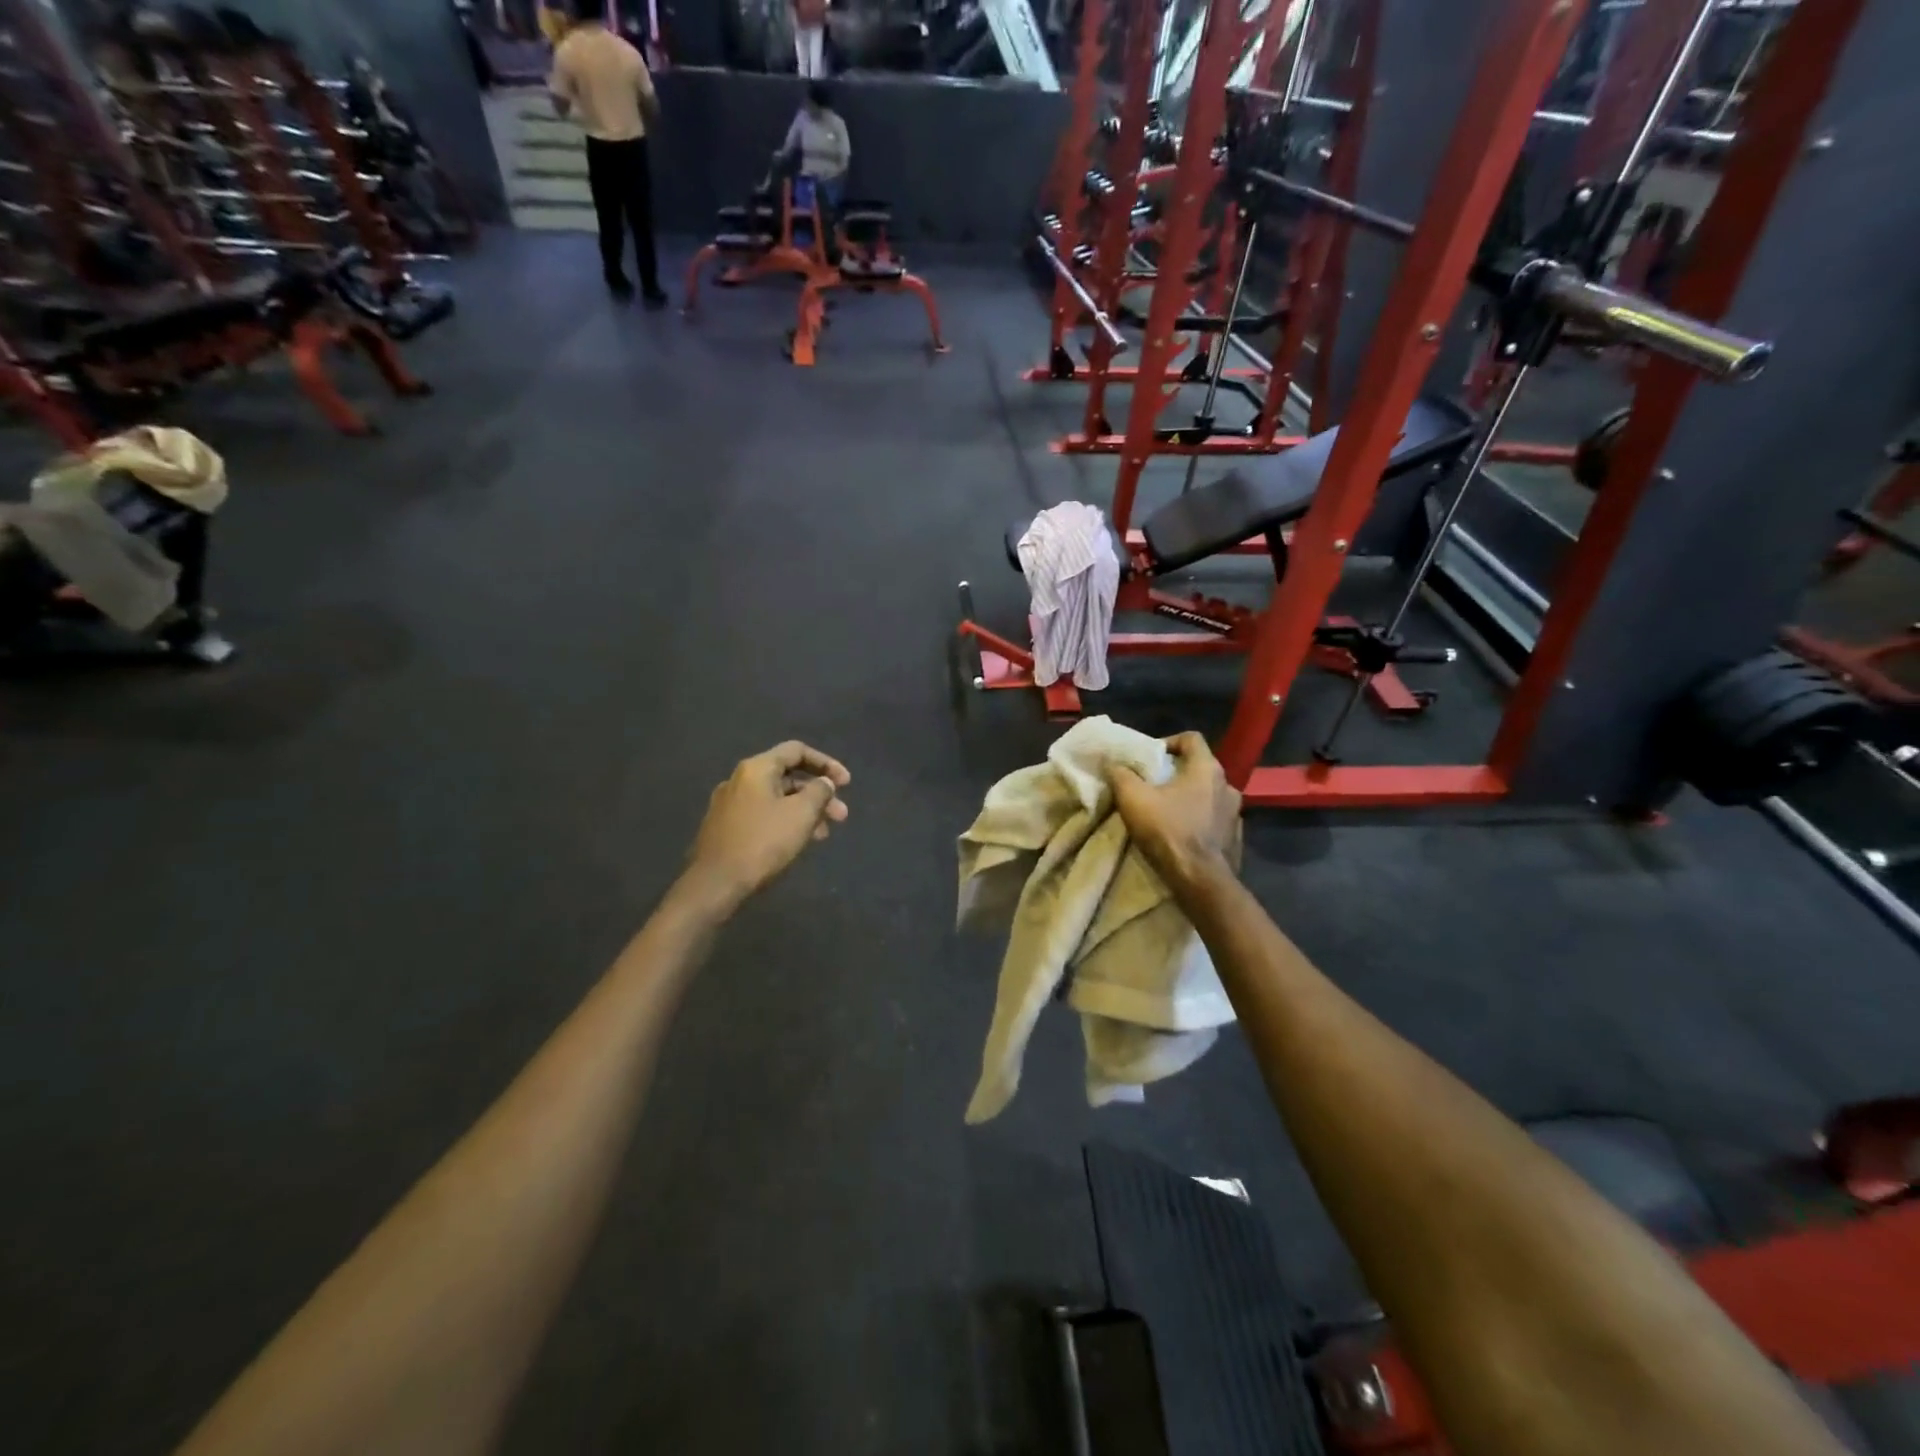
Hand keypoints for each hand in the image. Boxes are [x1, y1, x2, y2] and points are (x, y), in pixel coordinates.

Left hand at [686, 741, 850, 906]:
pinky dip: (786, 821)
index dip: (826, 763)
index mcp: (756, 769)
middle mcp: (740, 780)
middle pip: (788, 777)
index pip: (797, 751)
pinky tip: (798, 842)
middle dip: (819, 794)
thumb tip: (824, 783)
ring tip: (824, 834)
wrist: (715, 884)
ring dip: (805, 811)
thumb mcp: (801, 814)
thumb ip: (819, 792)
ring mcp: (730, 804)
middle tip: (841, 816)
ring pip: (777, 799)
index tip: (846, 783)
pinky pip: (764, 815)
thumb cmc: (763, 843)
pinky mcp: (726, 827)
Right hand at [1107, 732, 1241, 891]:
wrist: (1200, 880)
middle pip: (1199, 768)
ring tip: (1166, 812)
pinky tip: (1182, 834)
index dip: (1169, 742)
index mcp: (1207, 769)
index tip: (1150, 758)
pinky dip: (1200, 821)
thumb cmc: (1168, 831)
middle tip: (1153, 786)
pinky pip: (1215, 820)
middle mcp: (1228, 785)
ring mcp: (1236, 813)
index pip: (1191, 738)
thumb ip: (1121, 775)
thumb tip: (1112, 763)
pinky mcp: (1235, 838)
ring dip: (1189, 798)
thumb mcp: (1133, 798)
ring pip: (1209, 795)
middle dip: (1175, 774)